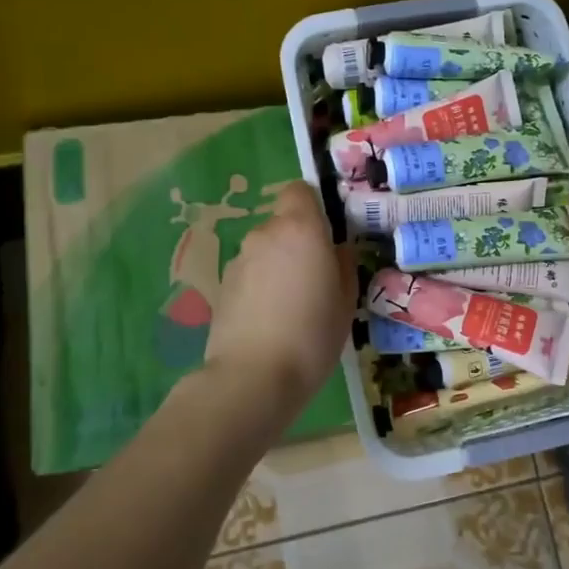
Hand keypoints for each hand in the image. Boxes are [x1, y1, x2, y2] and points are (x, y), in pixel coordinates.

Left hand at [204, 180, 354, 424]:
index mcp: (300, 229)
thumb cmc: (312, 334)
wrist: (253, 377)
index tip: (327, 235)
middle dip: (298, 243)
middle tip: (316, 279)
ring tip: (292, 306)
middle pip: (282, 224)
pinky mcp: (222, 287)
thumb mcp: (346, 300)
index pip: (299, 190)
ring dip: (278, 266)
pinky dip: (260, 288)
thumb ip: (343, 264)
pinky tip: (270, 321)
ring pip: (265, 251)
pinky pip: (249, 275)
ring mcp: (238, 260)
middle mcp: (264, 235)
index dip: (313, 207)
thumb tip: (336, 249)